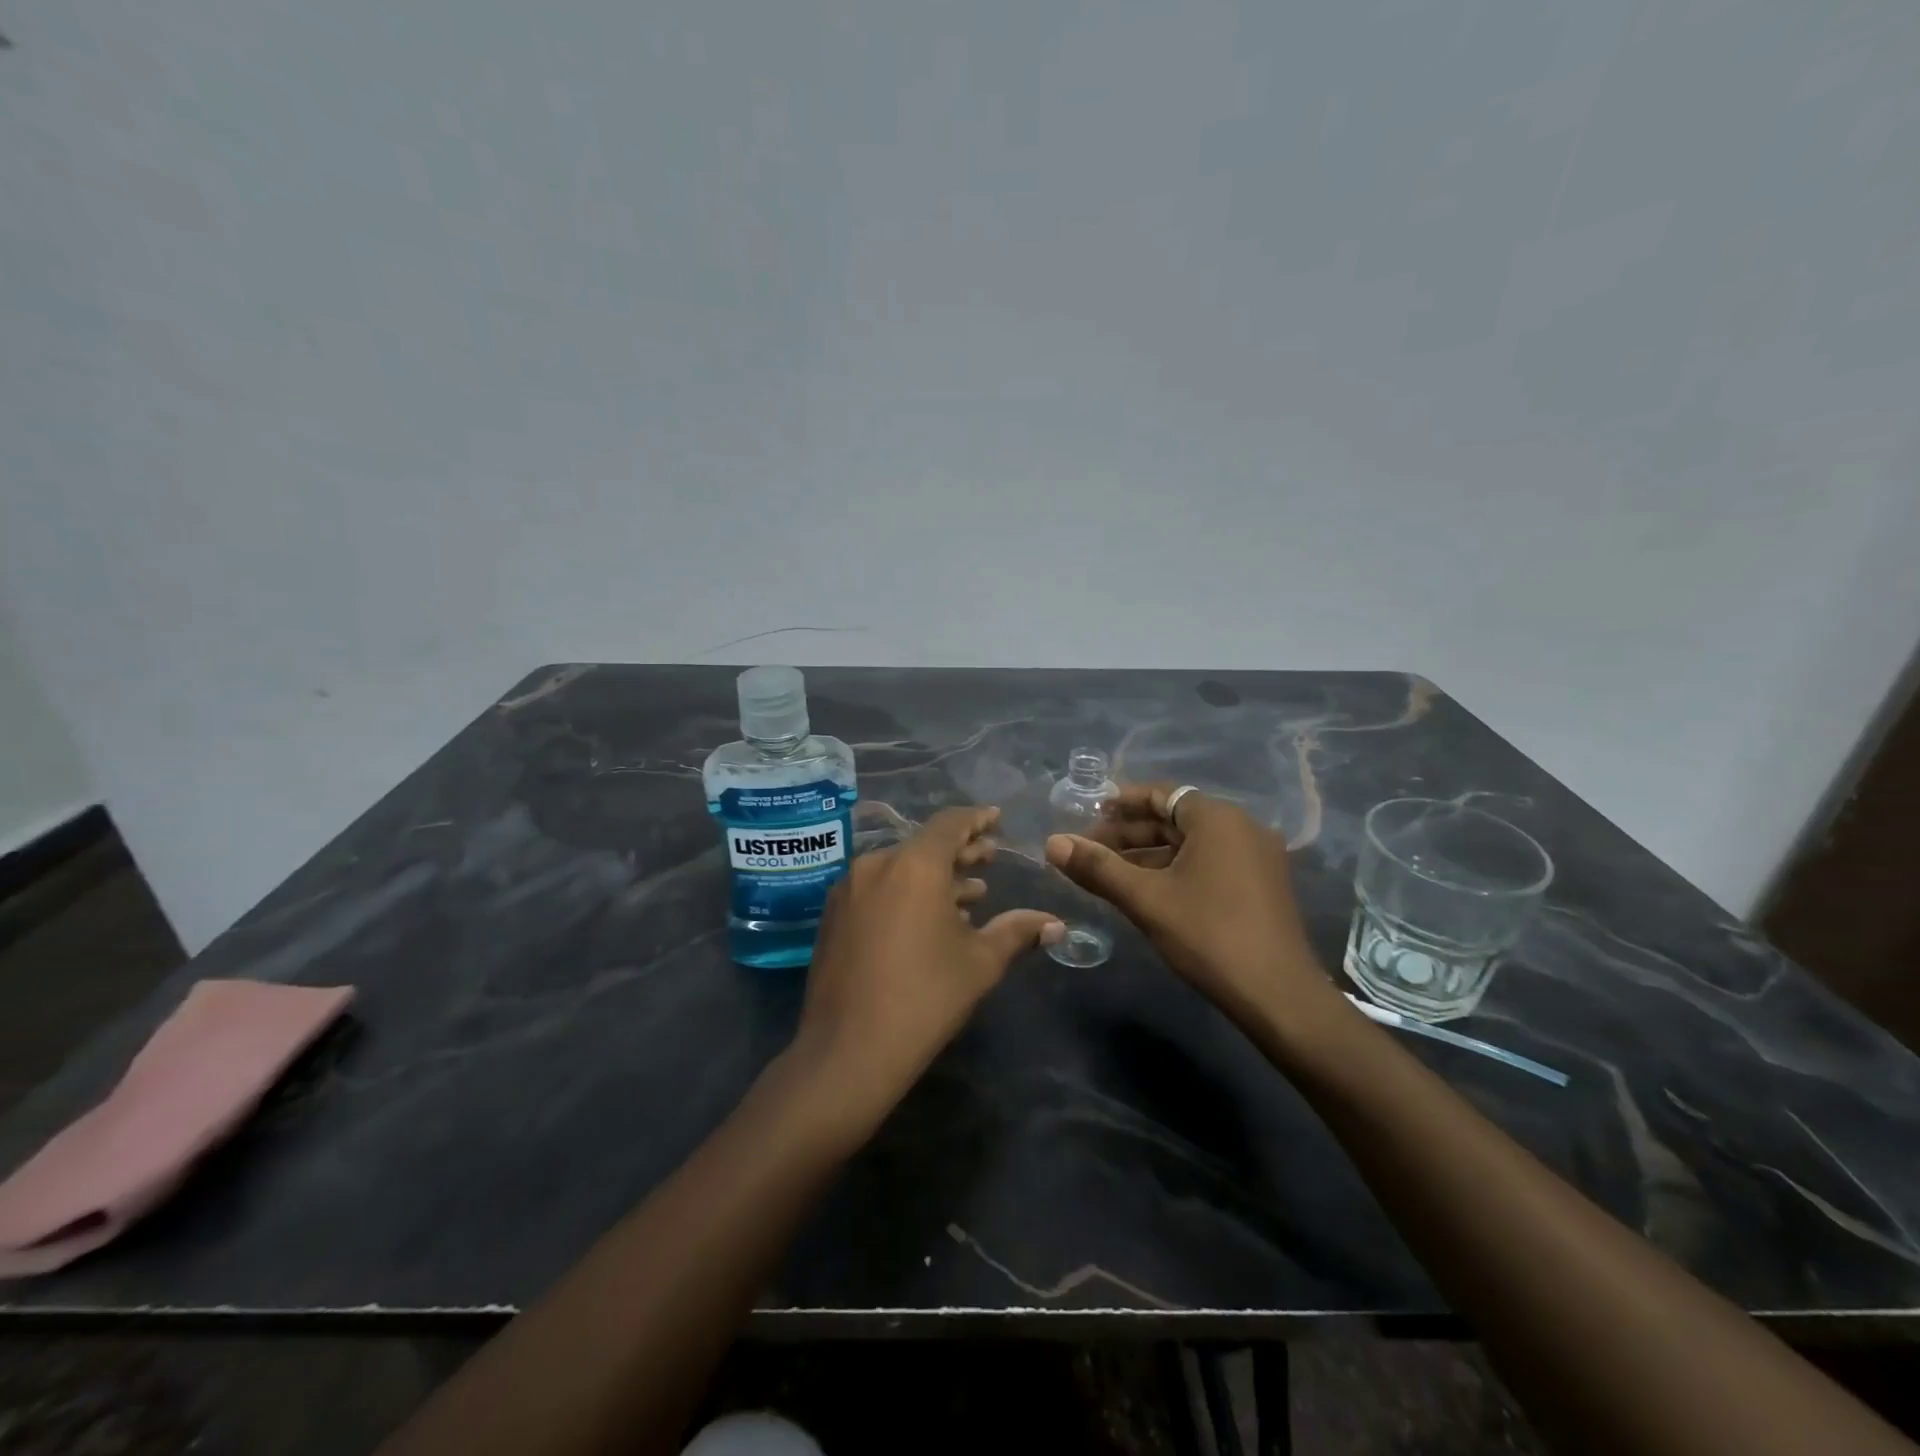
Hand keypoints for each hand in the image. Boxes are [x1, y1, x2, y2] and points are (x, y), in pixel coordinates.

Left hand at [788, 807, 1063, 1135]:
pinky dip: (906, 893)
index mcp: (914, 865)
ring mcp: (849, 889)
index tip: (997, 819)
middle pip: (924, 846)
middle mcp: (876, 864)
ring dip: (935, 877)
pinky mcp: (833, 915)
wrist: (848, 1051)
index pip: (950, 824)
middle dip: (960, 851)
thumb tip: (1055, 924)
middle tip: (990, 858)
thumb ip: (1017, 932)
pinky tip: (929, 920)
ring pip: (900, 868)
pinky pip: (878, 888)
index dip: (977, 819)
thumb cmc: (925, 998)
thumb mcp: (980, 962)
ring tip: (969, 894)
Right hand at [1045, 784, 1342, 1038]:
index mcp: (1218, 819)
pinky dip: (1176, 871)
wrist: (1278, 996)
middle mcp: (1243, 828)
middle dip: (1130, 834)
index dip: (1121, 803)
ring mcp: (1257, 858)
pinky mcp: (1262, 886)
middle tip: (1089, 853)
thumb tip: (1052, 843)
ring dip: (1149, 856)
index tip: (1088, 817)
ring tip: (1109, 875)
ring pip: (1191, 845)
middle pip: (1175, 820)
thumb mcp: (1146, 899)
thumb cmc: (1209, 935)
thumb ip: (1097, 868)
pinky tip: (1147, 893)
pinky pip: (1210, 863)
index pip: (1161, 795)